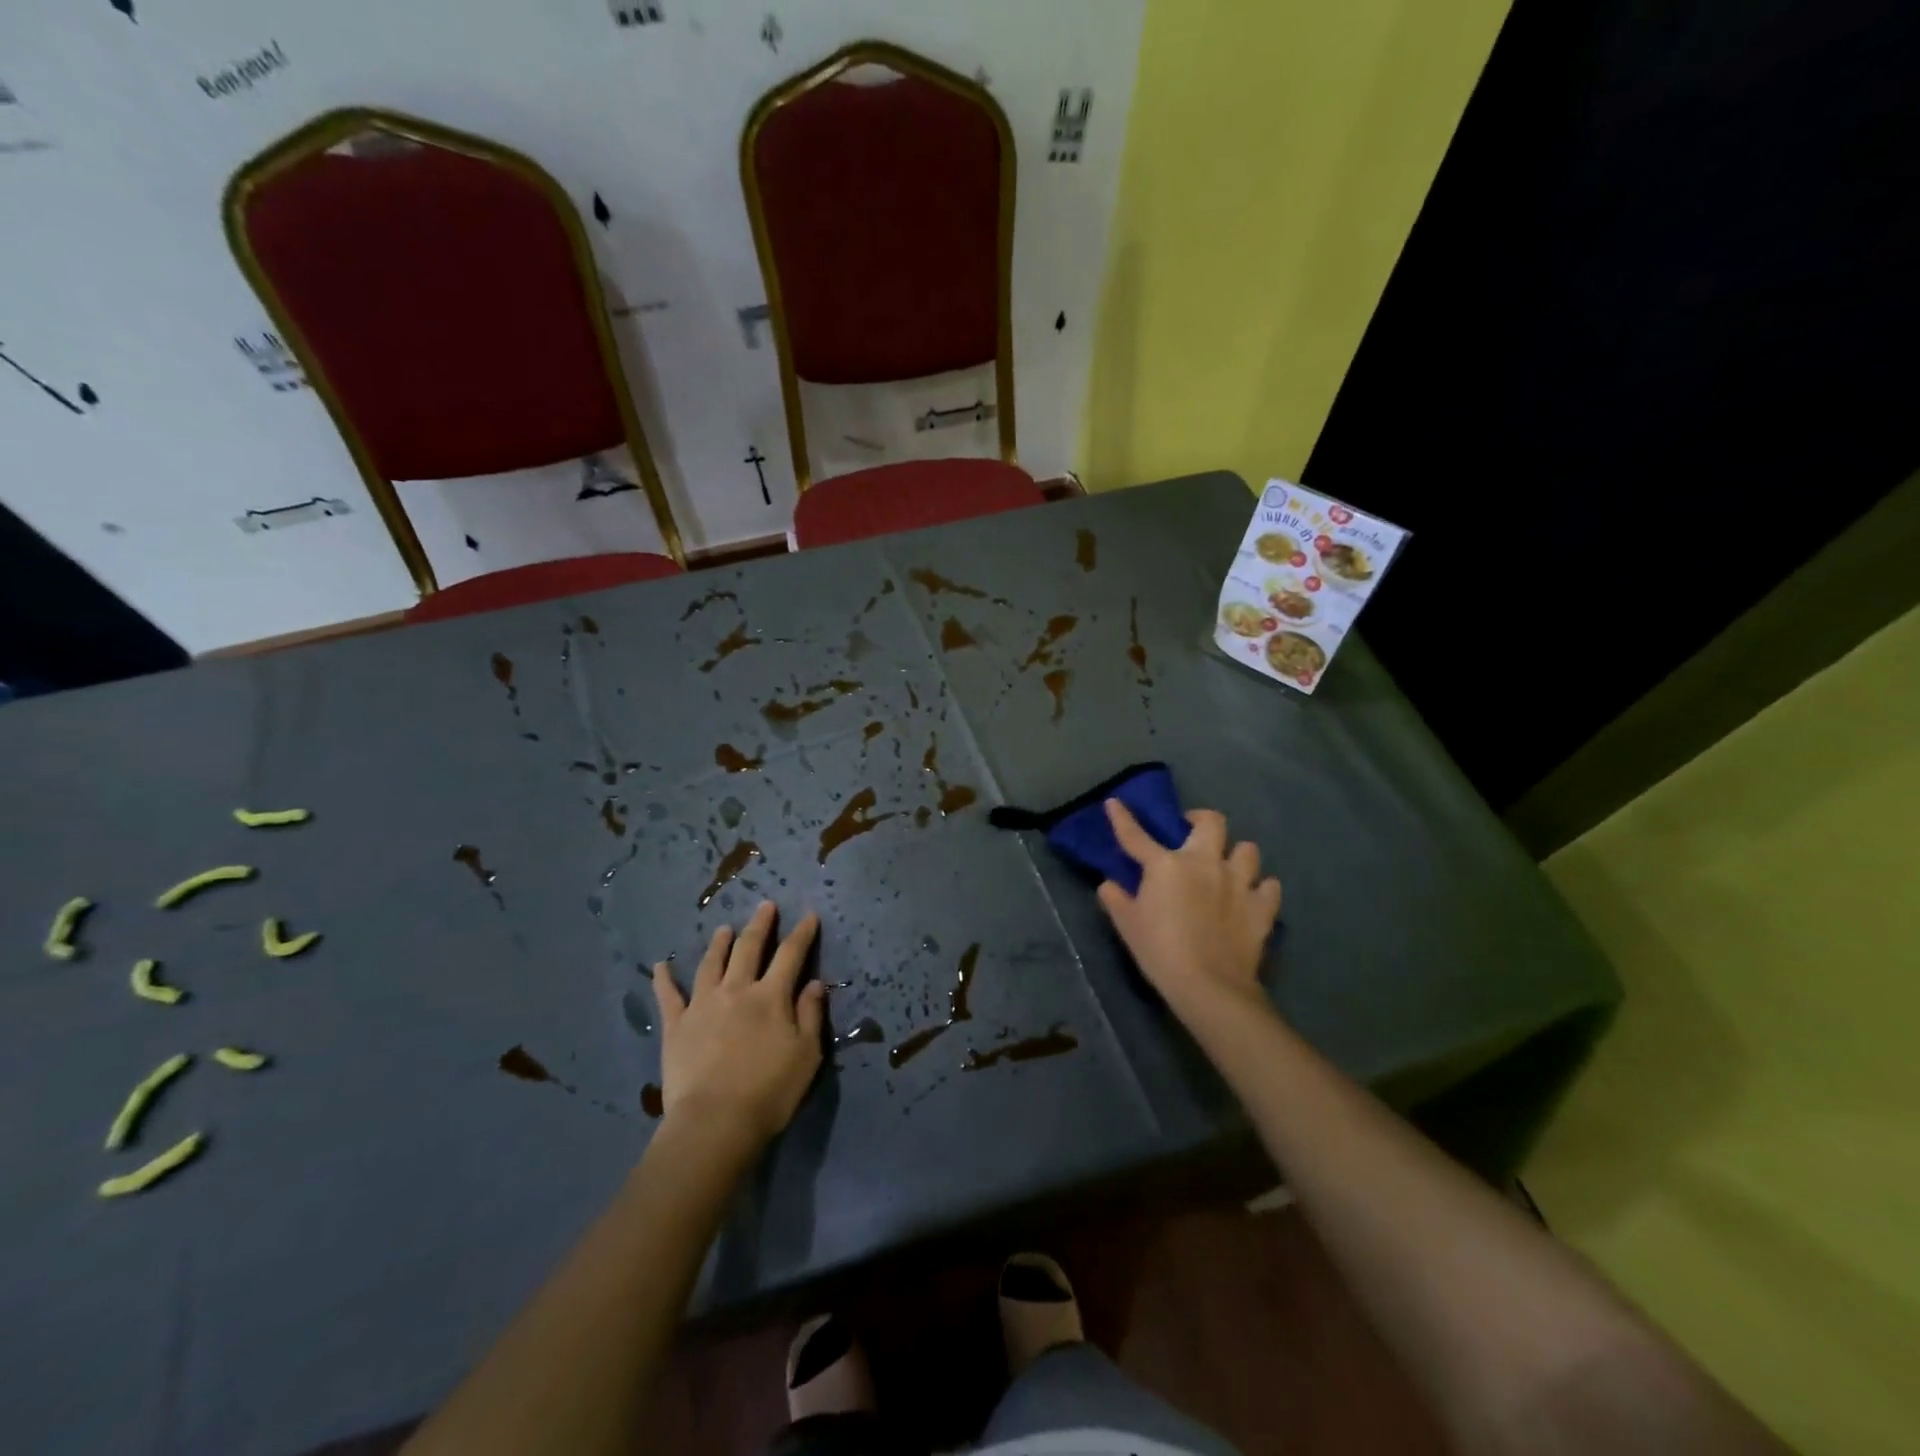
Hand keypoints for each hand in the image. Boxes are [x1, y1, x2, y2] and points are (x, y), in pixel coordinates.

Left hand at [653, 903, 825, 1146]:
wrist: (714, 1122)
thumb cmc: (769, 1091)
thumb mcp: (807, 1055)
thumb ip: (811, 1015)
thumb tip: (814, 983)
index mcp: (771, 997)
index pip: (791, 955)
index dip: (802, 933)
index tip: (808, 915)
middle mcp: (736, 990)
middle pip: (749, 948)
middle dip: (760, 925)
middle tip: (765, 906)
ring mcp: (702, 1005)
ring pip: (711, 963)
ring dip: (719, 943)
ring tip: (724, 928)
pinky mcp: (676, 1026)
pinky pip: (668, 996)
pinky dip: (664, 979)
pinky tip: (660, 966)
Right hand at [1097, 799, 1282, 1025]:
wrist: (1208, 985)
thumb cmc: (1160, 951)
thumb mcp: (1127, 925)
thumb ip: (1115, 899)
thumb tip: (1108, 885)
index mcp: (1166, 865)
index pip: (1136, 836)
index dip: (1122, 818)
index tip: (1115, 803)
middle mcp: (1205, 863)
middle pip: (1212, 822)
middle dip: (1201, 820)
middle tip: (1191, 831)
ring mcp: (1238, 882)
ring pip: (1248, 849)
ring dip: (1237, 855)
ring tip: (1228, 867)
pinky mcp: (1262, 907)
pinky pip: (1269, 886)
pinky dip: (1261, 889)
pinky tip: (1252, 897)